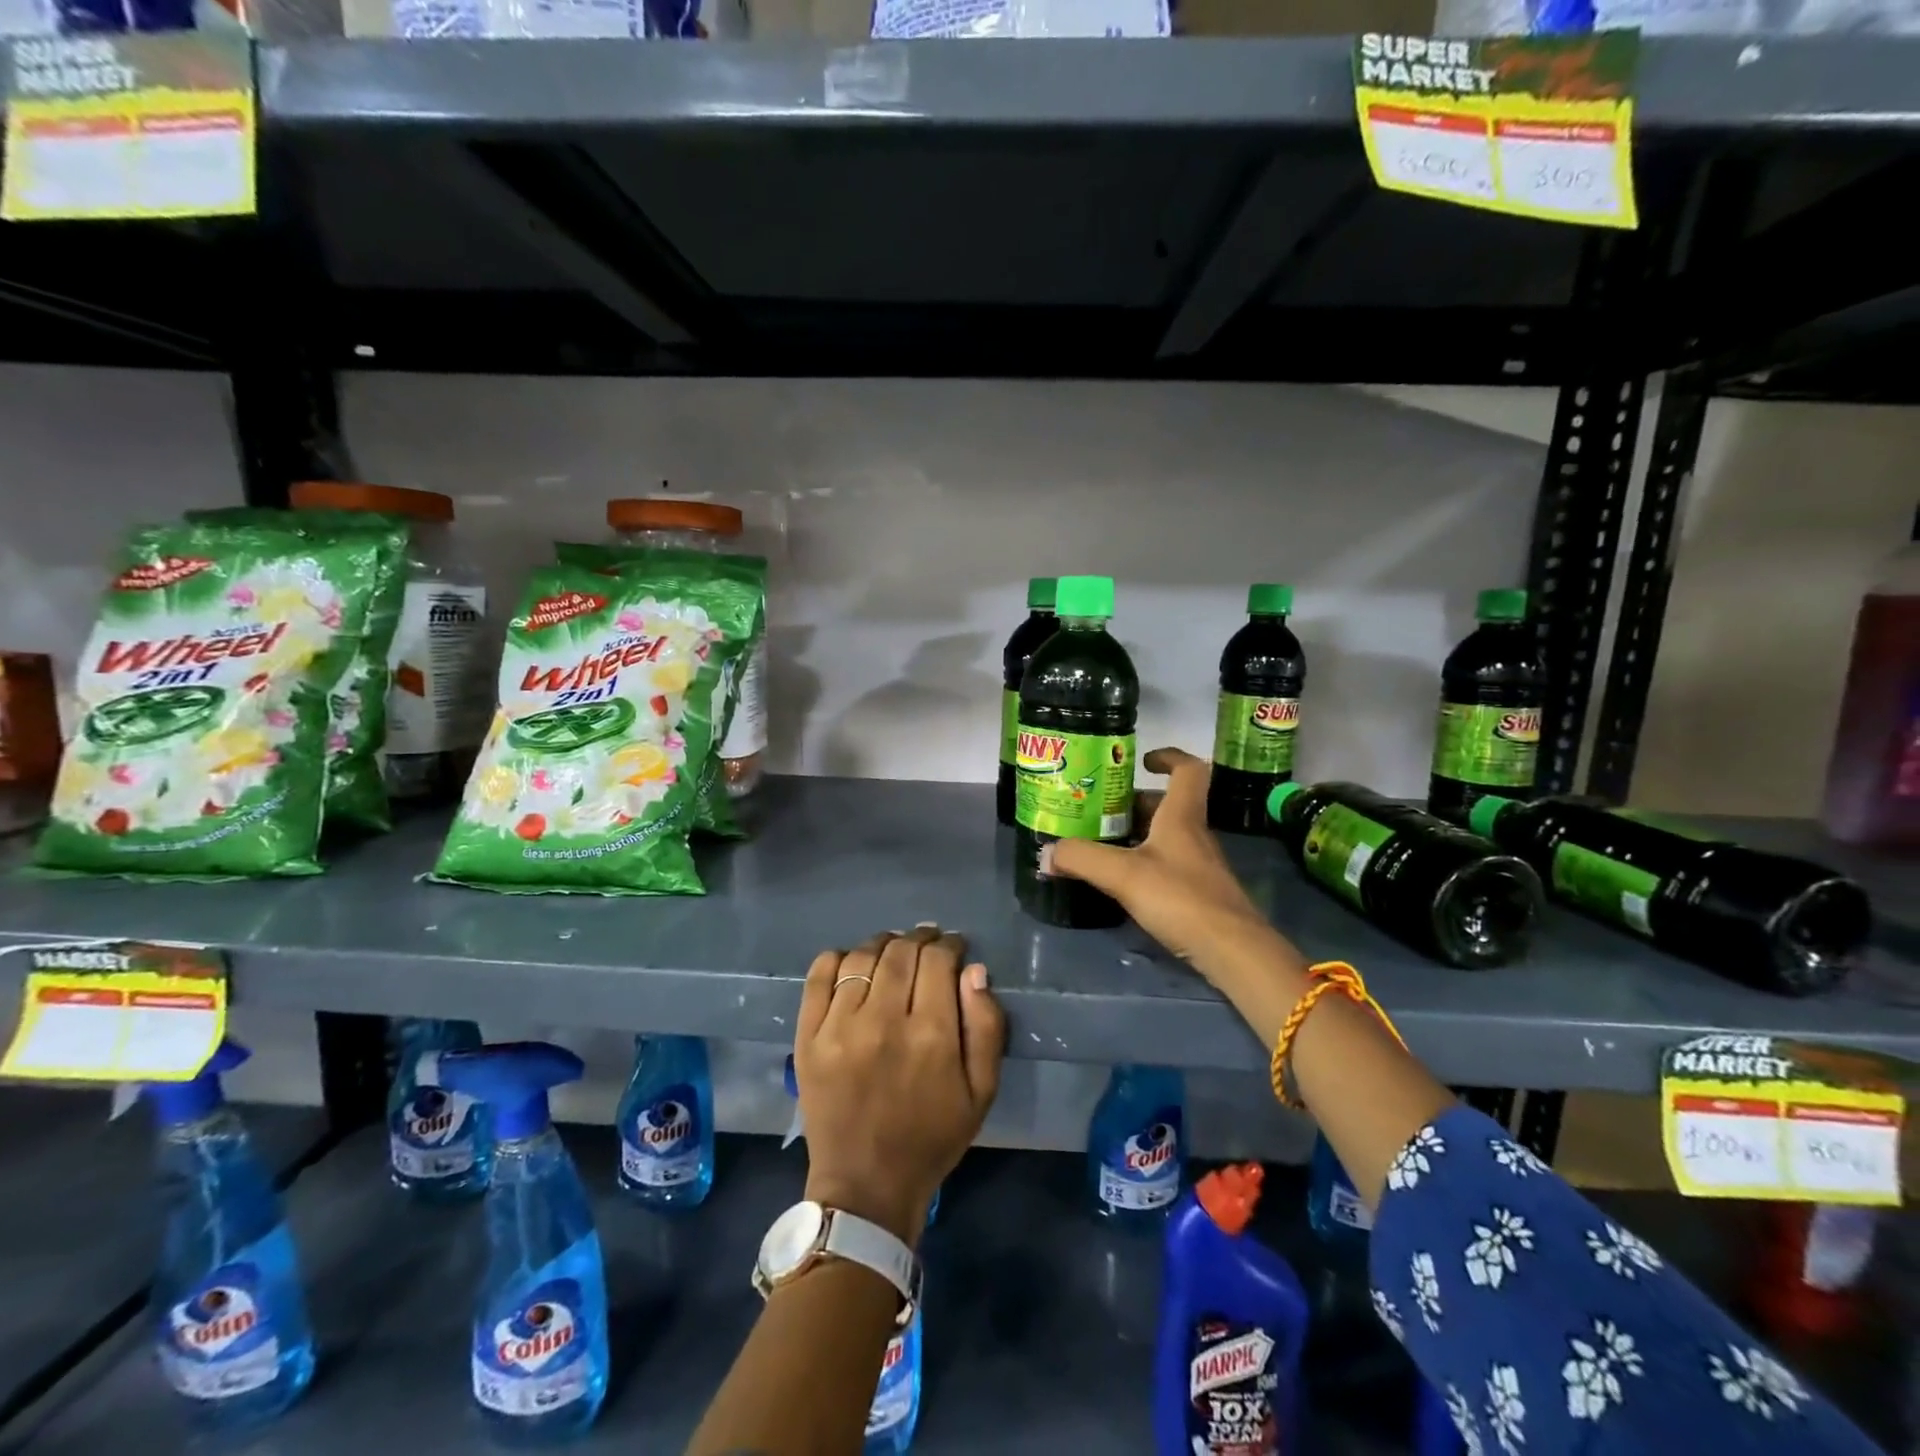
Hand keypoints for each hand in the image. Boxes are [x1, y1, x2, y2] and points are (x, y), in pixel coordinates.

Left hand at [795, 926, 1004, 1246]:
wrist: (865, 1186)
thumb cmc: (931, 1138)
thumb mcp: (981, 1092)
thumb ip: (986, 1026)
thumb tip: (974, 970)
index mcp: (930, 1036)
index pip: (938, 960)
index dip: (949, 944)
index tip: (954, 947)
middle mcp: (882, 1021)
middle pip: (901, 952)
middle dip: (919, 938)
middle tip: (927, 942)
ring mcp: (839, 1027)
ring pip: (862, 957)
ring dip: (883, 944)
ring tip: (893, 950)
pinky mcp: (808, 1037)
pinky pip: (819, 975)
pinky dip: (838, 958)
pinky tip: (853, 964)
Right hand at [1044, 748, 1295, 986]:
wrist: (1232, 950)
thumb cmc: (1180, 898)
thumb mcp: (1123, 875)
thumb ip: (1082, 858)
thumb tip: (1047, 852)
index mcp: (1181, 816)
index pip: (1187, 770)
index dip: (1167, 756)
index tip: (1140, 762)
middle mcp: (1193, 834)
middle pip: (1167, 804)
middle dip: (1133, 803)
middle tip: (1098, 810)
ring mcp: (1199, 865)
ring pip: (1165, 836)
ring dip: (1136, 834)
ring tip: (1100, 843)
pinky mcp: (1198, 892)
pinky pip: (1167, 864)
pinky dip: (1144, 863)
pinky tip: (1122, 881)